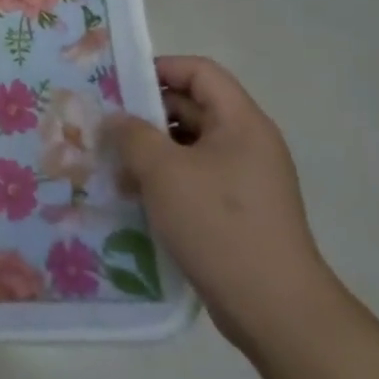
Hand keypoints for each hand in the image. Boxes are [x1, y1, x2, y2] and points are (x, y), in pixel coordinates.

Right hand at [103, 56, 345, 353]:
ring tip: (111, 164)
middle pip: (192, 107)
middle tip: (104, 125)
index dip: (158, 69)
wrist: (274, 309)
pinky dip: (163, 180)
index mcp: (241, 122)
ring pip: (189, 146)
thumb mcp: (164, 171)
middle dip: (146, 114)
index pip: (199, 72)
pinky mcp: (236, 211)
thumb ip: (133, 135)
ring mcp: (244, 179)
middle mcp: (247, 143)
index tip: (118, 85)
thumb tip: (116, 119)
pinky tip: (132, 195)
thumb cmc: (219, 224)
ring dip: (150, 151)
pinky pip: (194, 178)